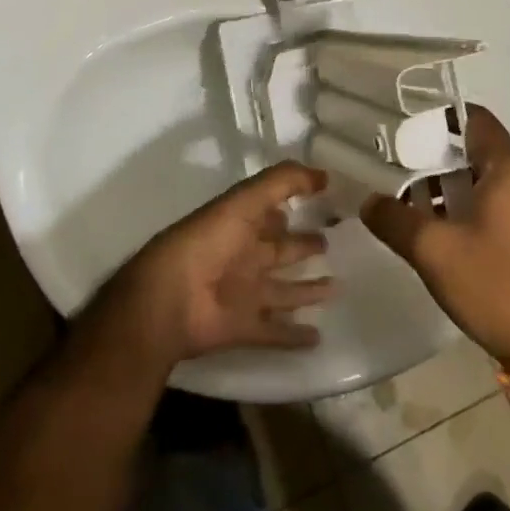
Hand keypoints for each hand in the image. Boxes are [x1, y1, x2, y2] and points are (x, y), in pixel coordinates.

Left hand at [99, 163, 333, 367]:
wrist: (171, 298)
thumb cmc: (209, 240)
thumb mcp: (246, 199)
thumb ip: (284, 182)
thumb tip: (325, 174)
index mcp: (242, 222)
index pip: (272, 211)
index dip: (293, 203)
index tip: (323, 201)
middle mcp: (244, 255)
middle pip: (281, 249)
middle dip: (304, 245)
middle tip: (331, 243)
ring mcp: (244, 292)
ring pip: (283, 290)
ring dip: (307, 289)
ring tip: (337, 288)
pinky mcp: (243, 326)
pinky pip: (275, 331)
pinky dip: (294, 335)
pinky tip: (319, 336)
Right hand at [362, 107, 509, 366]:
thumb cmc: (496, 285)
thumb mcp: (434, 252)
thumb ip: (395, 220)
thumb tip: (368, 203)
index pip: (476, 119)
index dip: (442, 120)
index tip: (411, 134)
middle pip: (483, 152)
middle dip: (443, 161)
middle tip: (407, 176)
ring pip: (495, 183)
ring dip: (460, 190)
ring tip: (424, 210)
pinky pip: (509, 208)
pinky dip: (481, 211)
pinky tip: (456, 239)